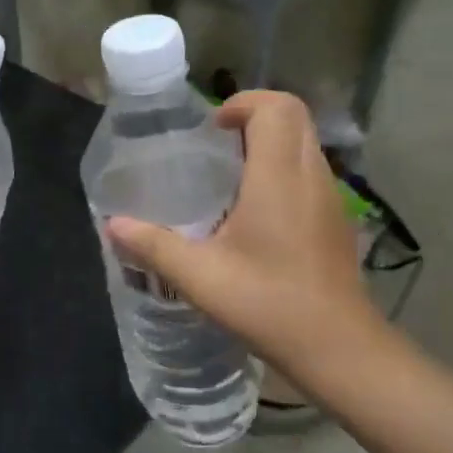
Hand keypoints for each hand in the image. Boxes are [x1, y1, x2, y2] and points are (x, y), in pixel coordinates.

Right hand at [106, 91, 387, 381]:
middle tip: (217, 143)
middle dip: (256, 115)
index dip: (243, 103)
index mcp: (278, 178)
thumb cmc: (269, 304)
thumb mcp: (199, 276)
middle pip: (295, 116)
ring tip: (231, 173)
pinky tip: (256, 211)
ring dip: (271, 141)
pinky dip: (284, 168)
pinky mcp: (337, 219)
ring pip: (306, 143)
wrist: (339, 348)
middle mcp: (310, 176)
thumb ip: (153, 246)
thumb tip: (113, 225)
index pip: (276, 108)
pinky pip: (311, 171)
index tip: (212, 128)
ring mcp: (330, 198)